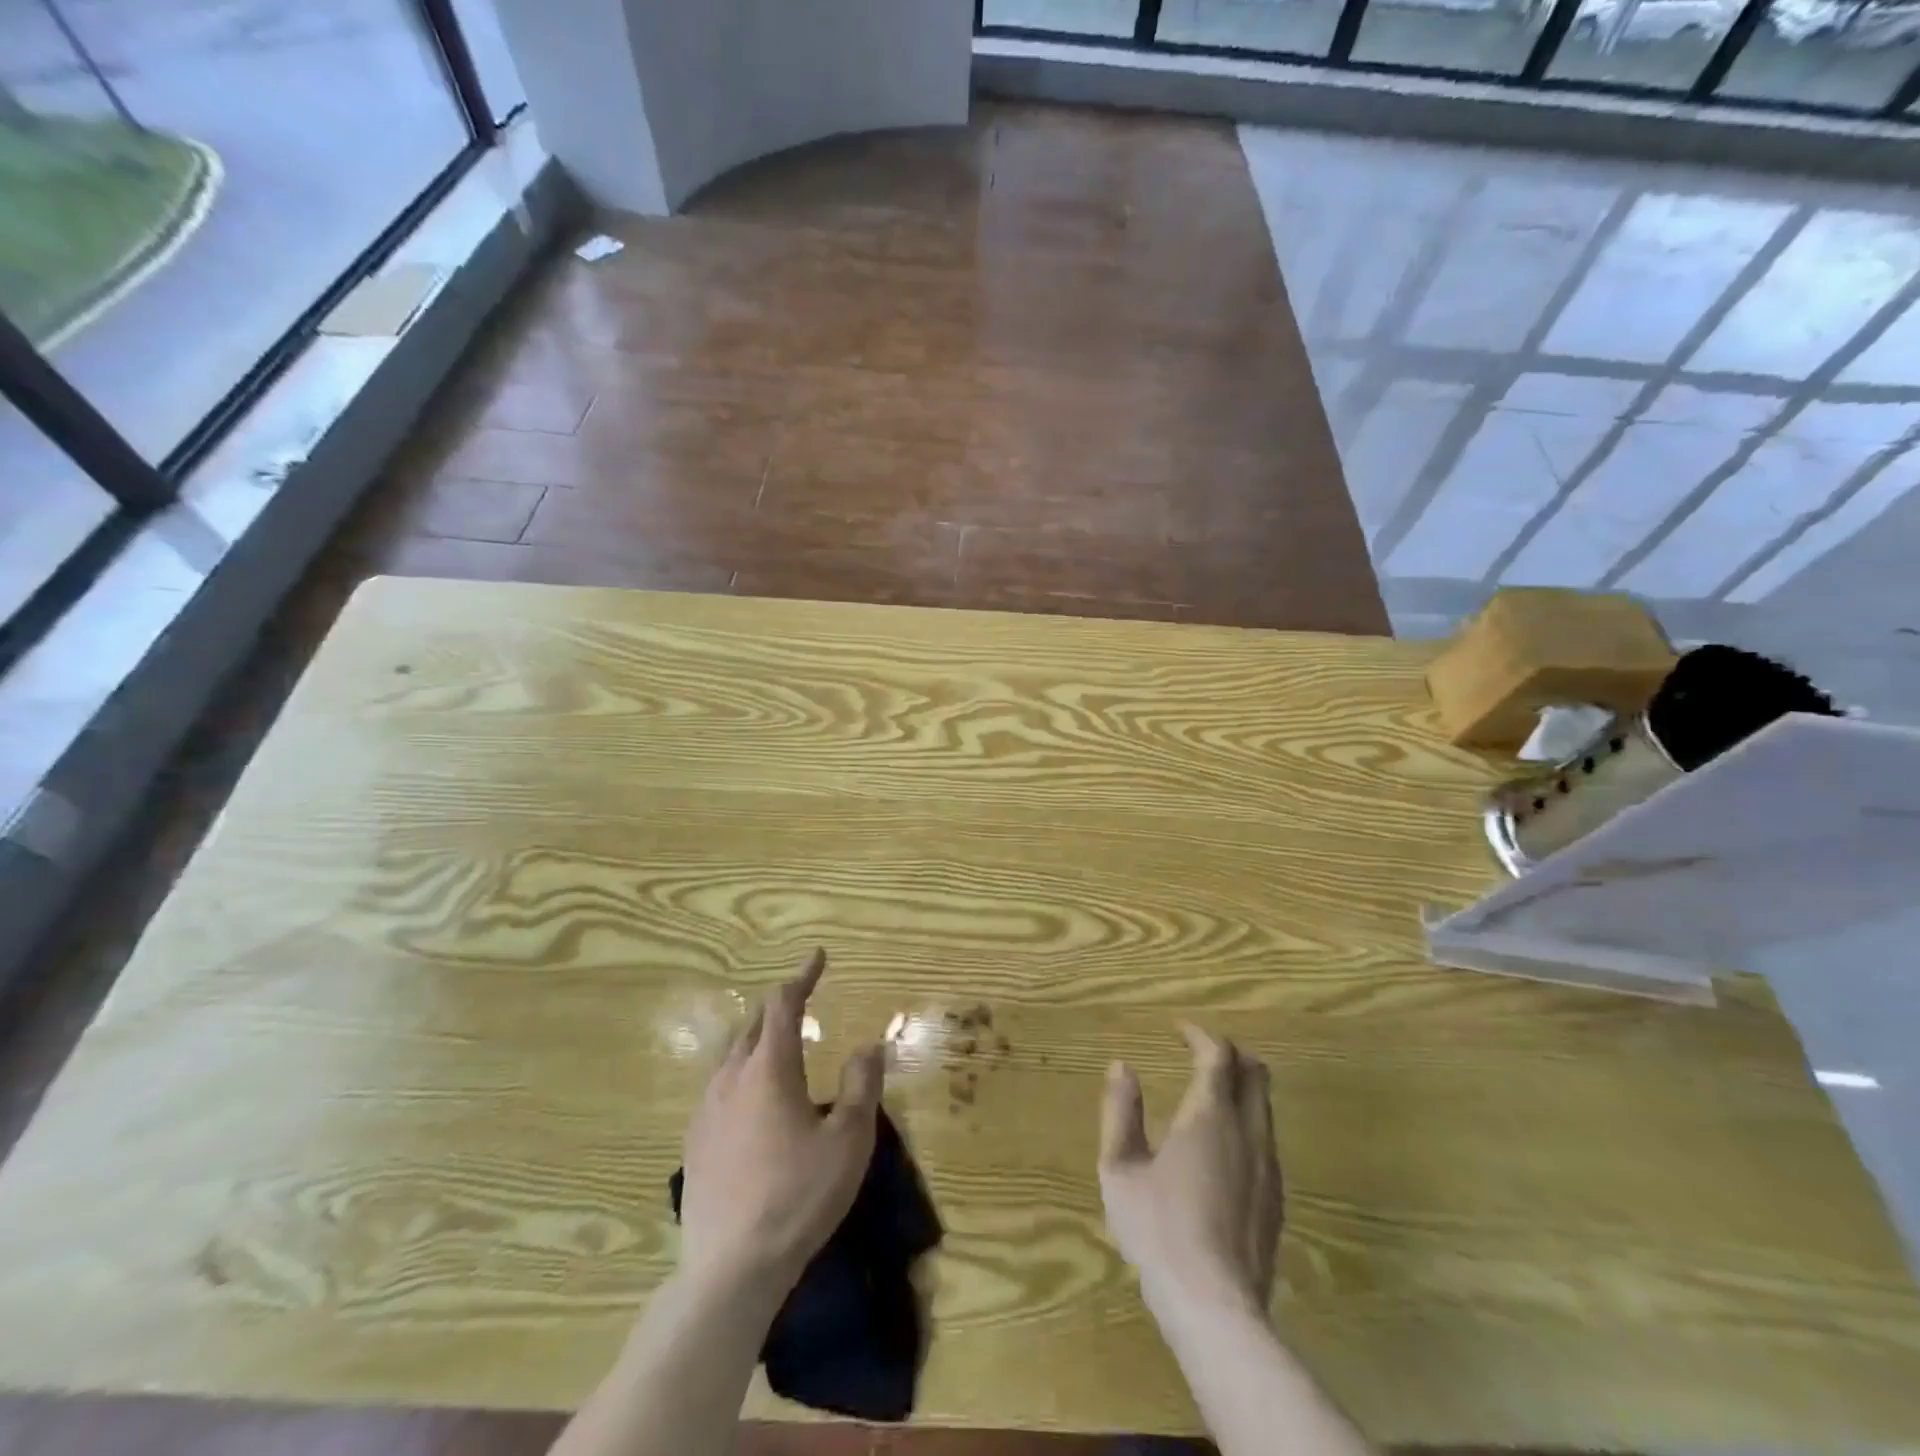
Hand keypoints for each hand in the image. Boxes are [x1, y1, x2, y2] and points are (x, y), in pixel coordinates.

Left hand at [679, 949, 884, 1293]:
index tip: (818, 957)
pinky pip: (720, 1087)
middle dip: (779, 1006)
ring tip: (779, 1044)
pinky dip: (742, 1072)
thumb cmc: (798, 1196)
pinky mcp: (694, 1142)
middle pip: (753, 1025)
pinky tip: (751, 1098)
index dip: (802, 976)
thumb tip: (869, 1046)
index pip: (783, 1004)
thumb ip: (861, 1086)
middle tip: (802, 999)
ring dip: (758, 1039)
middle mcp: (732, 1078)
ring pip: (733, 1055)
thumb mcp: (848, 1140)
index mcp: (769, 1069)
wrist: (730, 1268)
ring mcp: (707, 1110)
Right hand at [1099, 1025, 1282, 1313]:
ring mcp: (1267, 1166)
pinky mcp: (1276, 1198)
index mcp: (1209, 1115)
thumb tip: (1120, 1066)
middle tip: (1200, 1053)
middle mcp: (1247, 1131)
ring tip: (1209, 1095)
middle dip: (1230, 1054)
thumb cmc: (1158, 1229)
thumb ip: (1120, 1111)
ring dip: (1242, 1088)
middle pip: (1255, 1073)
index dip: (1200, 1035)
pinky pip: (1266, 1139)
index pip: (1217, 1055)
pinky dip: (1247, 1121)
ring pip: (1265, 1107)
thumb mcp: (1120, 1168)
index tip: (1179, 1030)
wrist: (1214, 1306)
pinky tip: (1222, 1148)